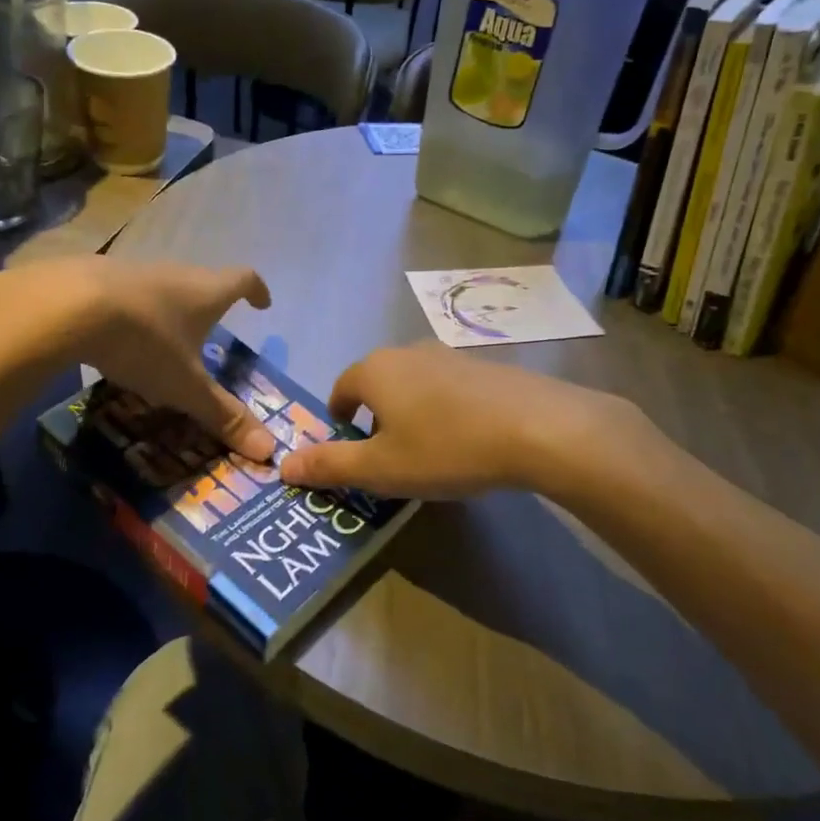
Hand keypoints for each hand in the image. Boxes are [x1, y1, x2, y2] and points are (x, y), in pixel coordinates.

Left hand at [0, 258, 276, 459]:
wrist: (66, 306)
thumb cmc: (143, 342)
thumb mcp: (185, 387)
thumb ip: (223, 416)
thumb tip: (269, 451)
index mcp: (205, 293)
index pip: (242, 280)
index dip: (256, 291)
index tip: (262, 303)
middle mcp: (174, 274)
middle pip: (202, 281)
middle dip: (209, 304)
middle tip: (209, 330)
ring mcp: (133, 270)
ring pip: (161, 286)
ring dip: (167, 307)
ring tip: (161, 337)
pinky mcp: (94, 276)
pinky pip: (123, 292)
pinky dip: (129, 311)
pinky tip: (114, 334)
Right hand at [277, 346, 653, 499]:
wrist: (536, 428)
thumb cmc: (445, 448)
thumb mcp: (380, 469)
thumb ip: (329, 465)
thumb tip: (283, 465)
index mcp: (376, 370)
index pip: (341, 388)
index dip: (338, 418)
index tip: (347, 446)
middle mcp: (408, 352)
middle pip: (378, 383)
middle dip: (374, 417)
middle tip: (386, 457)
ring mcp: (450, 355)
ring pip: (414, 384)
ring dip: (410, 413)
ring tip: (426, 452)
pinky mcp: (485, 366)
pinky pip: (449, 388)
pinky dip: (444, 410)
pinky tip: (465, 440)